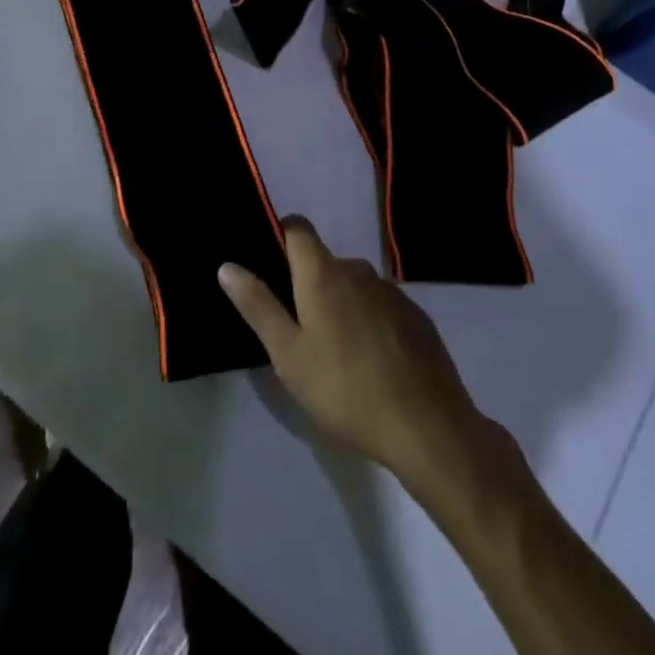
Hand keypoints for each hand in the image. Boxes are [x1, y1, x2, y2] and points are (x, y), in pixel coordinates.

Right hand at [219, 217, 485, 480]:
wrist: (427, 425)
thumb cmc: (344, 389)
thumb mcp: (288, 354)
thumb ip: (258, 306)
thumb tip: (227, 266)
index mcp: (322, 273)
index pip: (298, 228)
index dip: (282, 235)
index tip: (270, 263)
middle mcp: (358, 270)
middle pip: (325, 262)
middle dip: (310, 284)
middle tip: (300, 330)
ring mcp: (392, 292)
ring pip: (355, 286)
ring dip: (342, 305)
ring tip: (336, 353)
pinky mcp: (416, 317)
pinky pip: (381, 307)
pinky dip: (370, 322)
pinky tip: (372, 363)